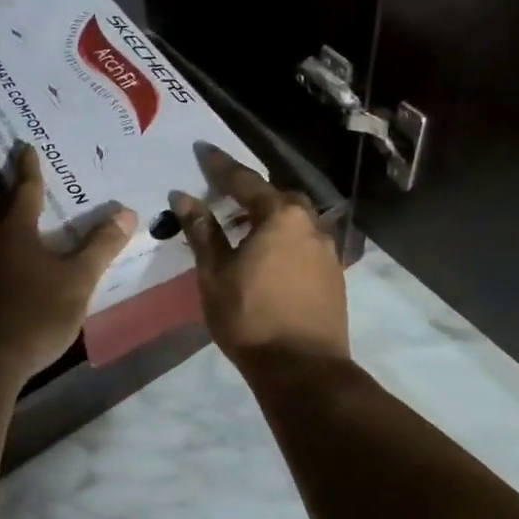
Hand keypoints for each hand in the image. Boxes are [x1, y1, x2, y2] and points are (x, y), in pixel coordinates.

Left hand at [0, 145, 136, 385]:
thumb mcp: (77, 280)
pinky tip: (27, 262)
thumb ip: (101, 247)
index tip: (27, 146)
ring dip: (15, 220)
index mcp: (16, 231)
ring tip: (36, 215)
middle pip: (5, 208)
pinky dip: (14, 248)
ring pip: (1, 234)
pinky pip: (0, 257)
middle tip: (29, 172)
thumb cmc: (33, 314)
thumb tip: (127, 213)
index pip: (25, 189)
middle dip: (17, 189)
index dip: (29, 168)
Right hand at [171, 145, 348, 369]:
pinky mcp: (334, 275)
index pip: (244, 180)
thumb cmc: (251, 317)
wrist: (303, 369)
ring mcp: (327, 250)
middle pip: (277, 197)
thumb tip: (184, 196)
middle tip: (226, 197)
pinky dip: (285, 240)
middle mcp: (309, 224)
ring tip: (246, 229)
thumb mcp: (215, 273)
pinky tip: (270, 257)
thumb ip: (202, 230)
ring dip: (270, 217)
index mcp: (280, 216)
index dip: (220, 165)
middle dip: (252, 192)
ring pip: (295, 220)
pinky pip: (304, 243)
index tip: (202, 149)